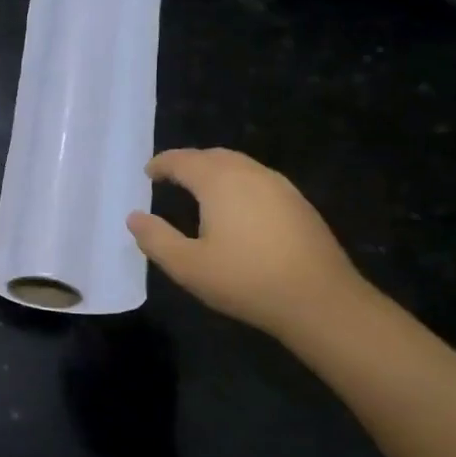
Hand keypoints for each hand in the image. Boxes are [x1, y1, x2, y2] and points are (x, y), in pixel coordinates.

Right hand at [126, 148, 362, 338]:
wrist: (321, 301)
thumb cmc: (246, 280)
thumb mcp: (187, 266)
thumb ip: (156, 239)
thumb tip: (134, 217)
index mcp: (220, 182)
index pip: (183, 160)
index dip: (162, 164)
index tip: (148, 173)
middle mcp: (250, 174)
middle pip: (213, 156)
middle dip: (189, 162)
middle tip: (171, 177)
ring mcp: (280, 187)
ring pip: (239, 165)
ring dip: (215, 170)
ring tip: (200, 190)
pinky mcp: (299, 204)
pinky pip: (259, 180)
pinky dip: (237, 183)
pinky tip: (237, 209)